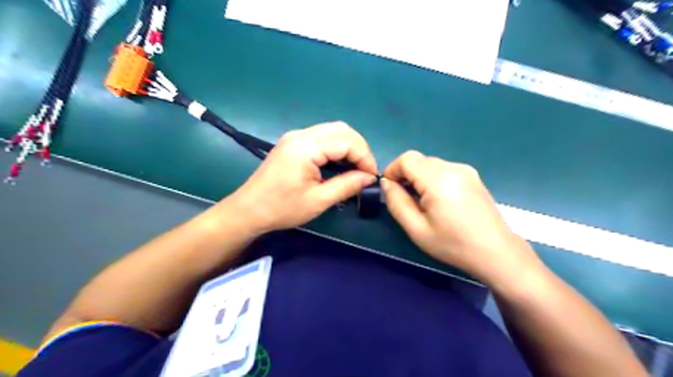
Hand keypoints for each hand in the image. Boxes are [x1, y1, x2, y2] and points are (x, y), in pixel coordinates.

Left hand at [222, 121, 377, 232]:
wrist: (248, 210)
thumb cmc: (282, 209)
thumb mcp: (318, 200)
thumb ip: (347, 185)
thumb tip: (369, 178)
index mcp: (306, 147)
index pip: (347, 141)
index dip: (365, 157)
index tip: (371, 177)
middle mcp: (301, 135)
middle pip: (342, 129)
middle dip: (359, 148)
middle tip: (365, 171)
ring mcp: (295, 136)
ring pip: (333, 130)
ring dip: (349, 146)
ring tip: (355, 168)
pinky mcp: (292, 142)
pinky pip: (322, 136)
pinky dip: (337, 147)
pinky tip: (339, 163)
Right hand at [381, 151, 539, 285]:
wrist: (496, 252)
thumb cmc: (453, 244)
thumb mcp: (416, 229)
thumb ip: (396, 202)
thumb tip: (386, 183)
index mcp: (439, 179)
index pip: (407, 159)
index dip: (392, 170)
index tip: (389, 189)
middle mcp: (453, 168)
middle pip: (419, 160)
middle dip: (405, 175)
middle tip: (404, 200)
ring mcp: (466, 170)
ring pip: (431, 164)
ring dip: (419, 177)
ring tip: (422, 203)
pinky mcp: (473, 177)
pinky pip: (444, 170)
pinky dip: (433, 179)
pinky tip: (439, 201)